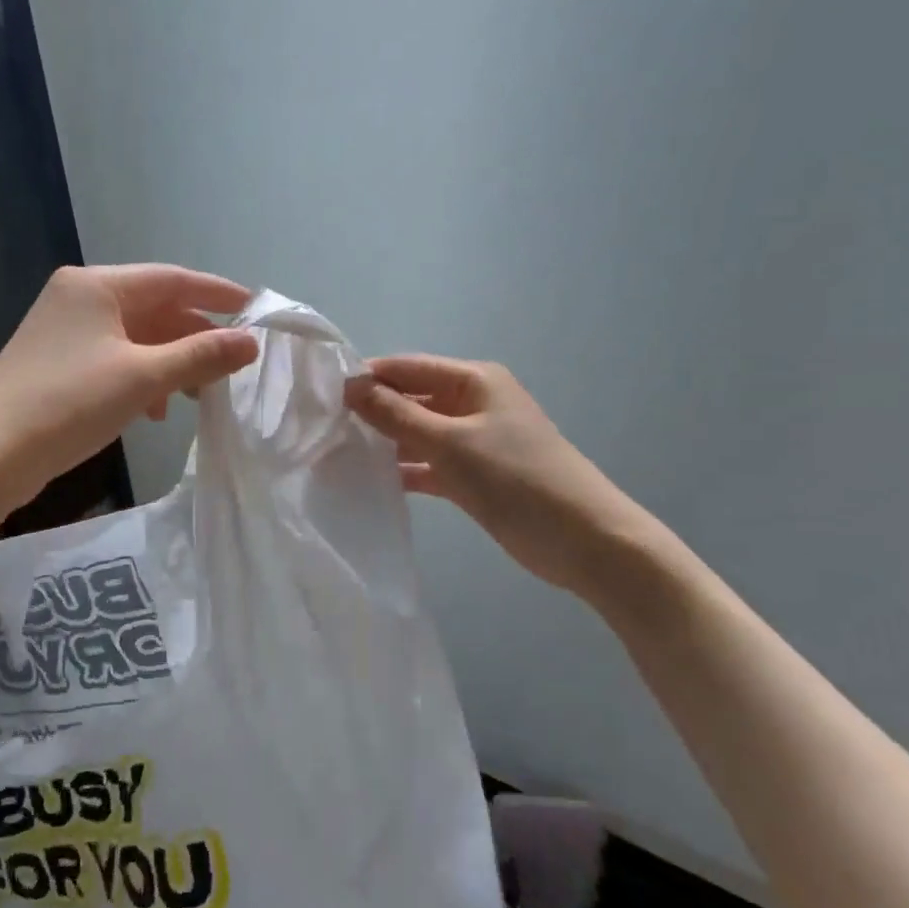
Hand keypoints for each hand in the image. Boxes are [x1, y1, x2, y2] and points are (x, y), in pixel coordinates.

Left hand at [0, 265, 258, 518]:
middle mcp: (79, 297)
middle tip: (232, 365)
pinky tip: (155, 409)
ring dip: (171, 361)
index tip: (256, 309)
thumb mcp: (143, 378)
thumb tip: (250, 342)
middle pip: (155, 308)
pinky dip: (142, 377)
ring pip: (136, 337)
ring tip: (199, 394)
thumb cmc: (69, 404)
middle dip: (194, 337)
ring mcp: (65, 330)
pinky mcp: (58, 362)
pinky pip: (115, 358)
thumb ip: (200, 356)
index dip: (218, 294)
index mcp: (97, 285)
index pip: (172, 278)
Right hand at [345, 356, 653, 596]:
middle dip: (373, 411)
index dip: (367, 377)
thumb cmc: (516, 478)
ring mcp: (475, 440)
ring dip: (385, 442)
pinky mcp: (475, 475)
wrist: (585, 540)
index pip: (407, 367)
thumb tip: (350, 385)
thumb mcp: (450, 442)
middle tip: (324, 428)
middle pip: (411, 398)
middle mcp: (473, 403)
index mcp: (473, 380)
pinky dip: (405, 469)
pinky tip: (370, 481)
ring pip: (418, 432)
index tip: (323, 395)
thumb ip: (396, 414)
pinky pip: (430, 463)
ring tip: (337, 454)